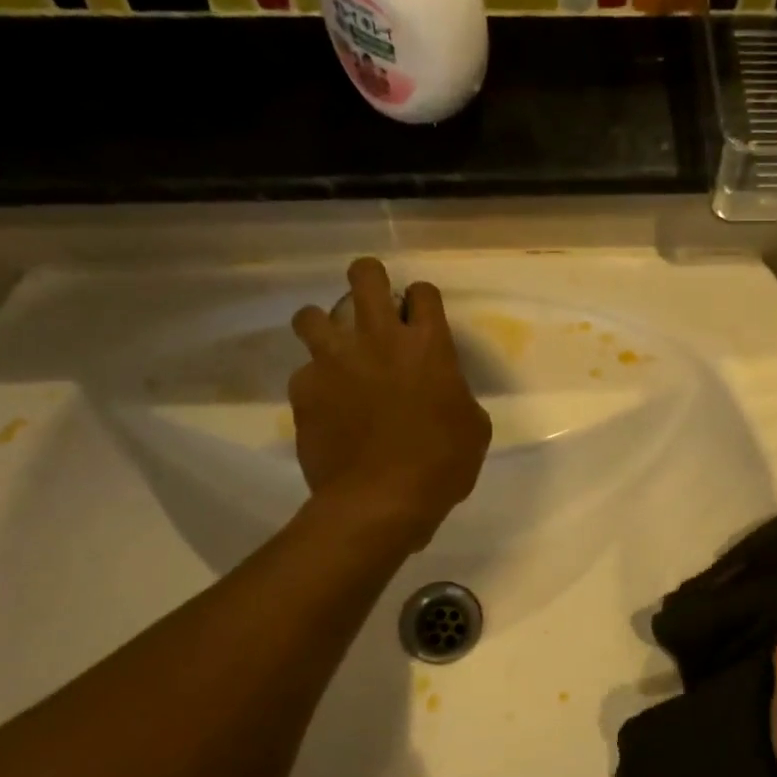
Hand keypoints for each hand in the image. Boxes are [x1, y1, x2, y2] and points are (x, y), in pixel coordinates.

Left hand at [289, 258, 491, 549]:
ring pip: (311, 315)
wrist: (380, 500)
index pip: (422, 292)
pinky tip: (326, 408)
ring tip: (334, 352)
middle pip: (364, 275)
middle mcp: (378, 339)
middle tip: (372, 304)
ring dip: (324, 327)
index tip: (420, 320)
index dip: (421, 302)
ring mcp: (334, 361)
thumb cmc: (441, 465)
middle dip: (368, 279)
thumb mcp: (473, 429)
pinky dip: (315, 385)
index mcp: (427, 346)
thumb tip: (444, 393)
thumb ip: (456, 395)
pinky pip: (303, 373)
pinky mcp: (304, 389)